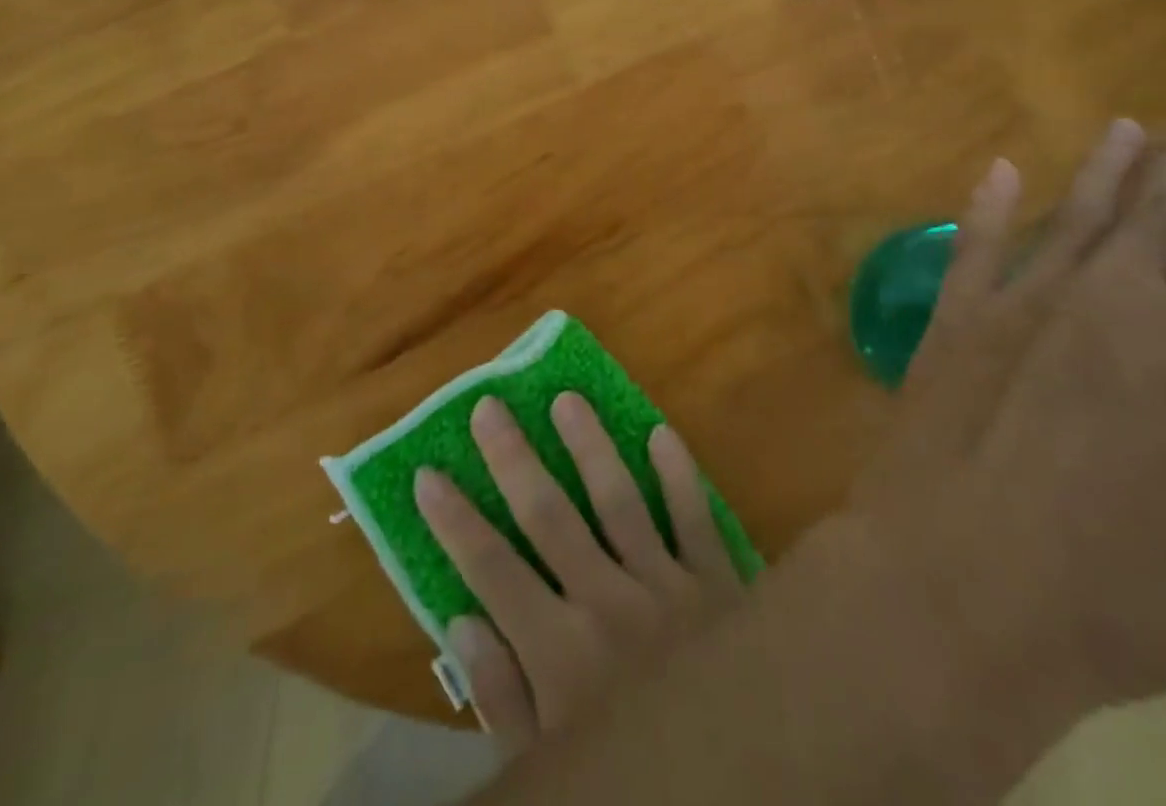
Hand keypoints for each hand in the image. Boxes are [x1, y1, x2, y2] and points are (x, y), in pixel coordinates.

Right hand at [414, 393, 745, 746]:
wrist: (737, 776)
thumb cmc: (630, 768)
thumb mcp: (549, 762)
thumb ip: (503, 696)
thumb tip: (461, 621)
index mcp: (562, 653)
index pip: (493, 571)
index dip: (456, 522)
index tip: (427, 473)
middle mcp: (609, 603)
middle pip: (551, 517)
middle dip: (514, 460)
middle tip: (490, 407)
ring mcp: (667, 584)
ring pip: (619, 500)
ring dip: (591, 446)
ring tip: (567, 398)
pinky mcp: (715, 580)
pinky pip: (694, 517)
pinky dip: (679, 476)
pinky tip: (660, 433)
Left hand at [845, 114, 1165, 713]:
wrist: (958, 582)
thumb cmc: (1123, 599)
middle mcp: (1113, 302)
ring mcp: (1023, 302)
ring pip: (1079, 214)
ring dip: (1109, 168)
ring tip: (1130, 127)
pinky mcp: (956, 318)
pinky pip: (977, 244)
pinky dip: (991, 204)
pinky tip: (1000, 170)